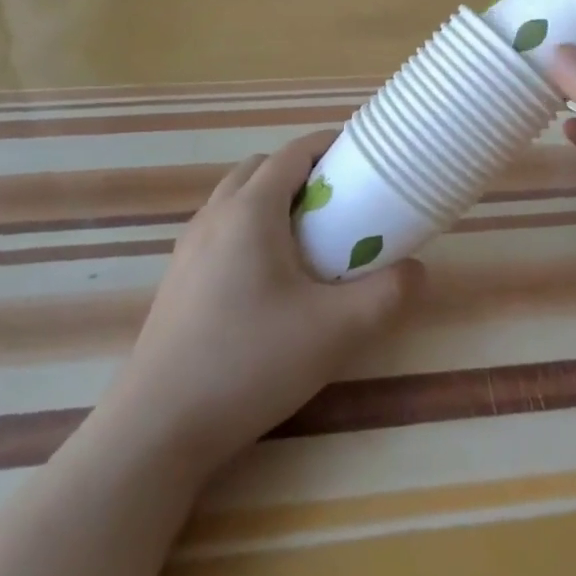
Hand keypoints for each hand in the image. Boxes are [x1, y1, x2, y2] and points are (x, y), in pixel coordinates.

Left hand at [104, 131, 423, 470]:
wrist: (158, 429)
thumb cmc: (250, 363)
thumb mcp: (336, 331)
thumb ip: (387, 294)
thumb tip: (418, 270)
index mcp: (250, 210)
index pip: (293, 153)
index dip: (330, 146)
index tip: (364, 157)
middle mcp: (214, 216)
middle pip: (262, 168)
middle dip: (303, 172)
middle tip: (341, 203)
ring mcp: (189, 248)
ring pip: (236, 199)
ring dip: (274, 200)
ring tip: (309, 240)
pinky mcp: (178, 279)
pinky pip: (221, 229)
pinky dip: (251, 228)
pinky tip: (271, 279)